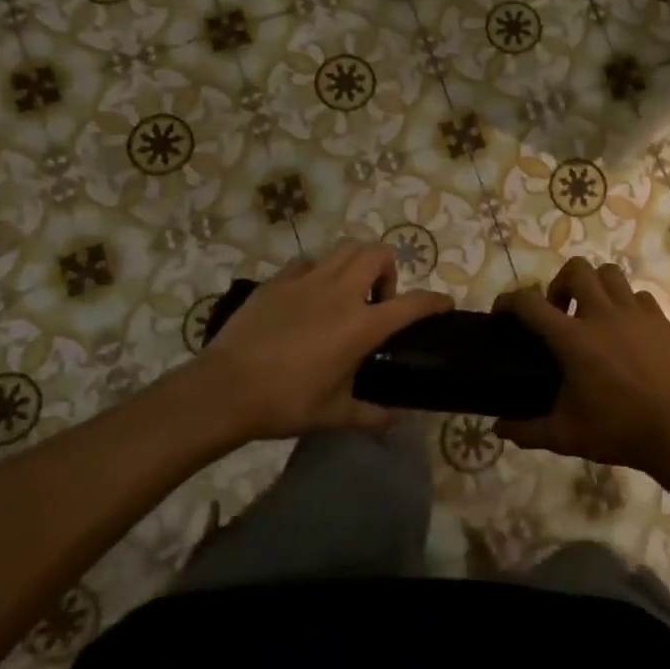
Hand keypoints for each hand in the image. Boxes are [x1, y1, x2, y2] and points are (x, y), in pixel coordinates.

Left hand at [177, 242, 450, 443]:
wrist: (224, 389)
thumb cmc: (285, 403)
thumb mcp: (334, 415)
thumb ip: (372, 415)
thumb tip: (399, 420)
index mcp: (362, 325)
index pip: (413, 303)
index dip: (435, 301)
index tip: (444, 304)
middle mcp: (341, 293)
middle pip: (379, 254)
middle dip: (389, 270)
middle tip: (379, 300)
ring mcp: (308, 281)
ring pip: (346, 248)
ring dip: (358, 263)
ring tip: (349, 291)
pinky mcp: (279, 280)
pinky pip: (309, 262)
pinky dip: (320, 271)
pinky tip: (311, 294)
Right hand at [494, 258, 669, 471]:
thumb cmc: (617, 430)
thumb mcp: (565, 435)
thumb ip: (526, 430)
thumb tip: (498, 429)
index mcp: (573, 338)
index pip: (530, 304)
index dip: (509, 301)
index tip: (501, 311)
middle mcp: (602, 314)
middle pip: (576, 269)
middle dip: (560, 283)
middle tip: (559, 312)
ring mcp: (634, 313)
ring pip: (610, 273)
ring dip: (594, 286)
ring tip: (592, 313)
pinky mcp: (659, 319)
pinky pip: (638, 295)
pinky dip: (626, 303)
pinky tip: (625, 328)